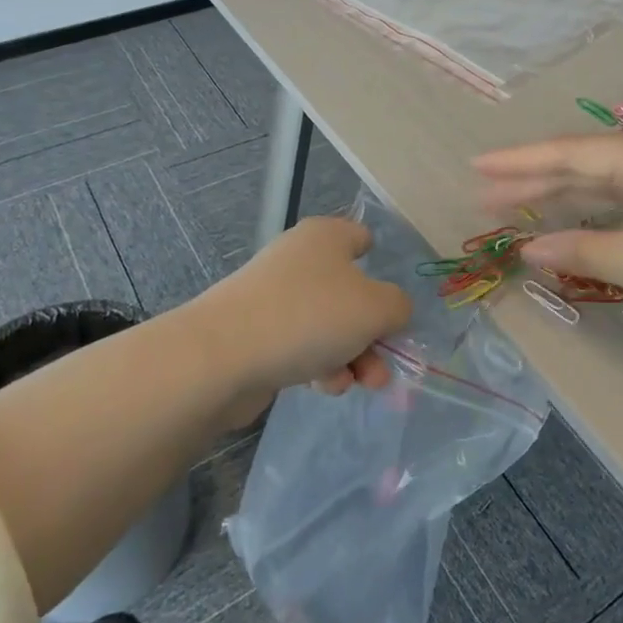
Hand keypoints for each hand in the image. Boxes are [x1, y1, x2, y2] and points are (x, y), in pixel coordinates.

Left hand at [190, 216, 411, 404]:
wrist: (224, 355)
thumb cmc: (310, 316)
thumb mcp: (376, 308)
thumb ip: (399, 307)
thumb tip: (391, 311)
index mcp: (327, 236)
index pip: (362, 238)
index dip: (382, 266)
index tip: (392, 301)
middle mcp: (300, 258)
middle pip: (351, 292)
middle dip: (372, 332)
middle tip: (384, 363)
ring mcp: (275, 296)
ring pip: (328, 324)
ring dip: (351, 356)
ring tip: (359, 383)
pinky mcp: (257, 332)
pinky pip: (301, 345)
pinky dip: (318, 365)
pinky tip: (323, 385)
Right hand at [474, 132, 622, 340]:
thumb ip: (577, 249)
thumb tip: (526, 249)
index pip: (567, 154)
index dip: (518, 162)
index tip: (476, 167)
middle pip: (582, 164)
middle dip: (533, 180)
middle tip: (485, 194)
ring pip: (603, 181)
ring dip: (560, 196)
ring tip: (514, 207)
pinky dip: (593, 210)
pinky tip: (570, 220)